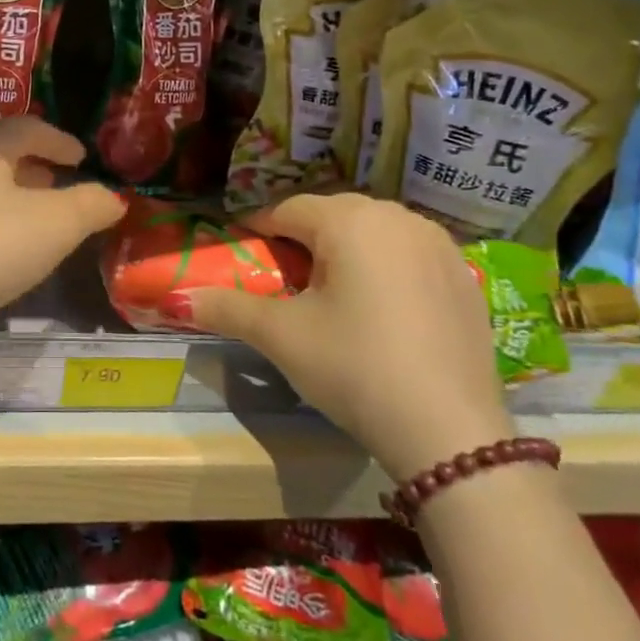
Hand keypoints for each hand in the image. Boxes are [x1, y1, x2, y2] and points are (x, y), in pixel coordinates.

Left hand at [0, 118, 125, 335]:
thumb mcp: (55, 224)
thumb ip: (90, 206)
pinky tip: (0, 252)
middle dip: (32, 167)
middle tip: (59, 183)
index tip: (82, 157)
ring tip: (35, 218)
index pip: (25, 129)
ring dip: (10, 197)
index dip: (59, 140)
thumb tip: (113, 197)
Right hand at [190, 194, 513, 480]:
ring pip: (375, 230)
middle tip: (282, 275)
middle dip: (302, 236)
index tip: (241, 251)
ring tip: (330, 290)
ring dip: (345, 247)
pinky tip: (380, 307)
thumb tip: (174, 298)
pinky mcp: (465, 277)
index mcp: (350, 222)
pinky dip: (385, 265)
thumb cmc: (354, 367)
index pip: (288, 208)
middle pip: (333, 214)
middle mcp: (399, 218)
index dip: (258, 227)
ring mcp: (440, 245)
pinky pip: (409, 253)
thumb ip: (226, 307)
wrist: (450, 432)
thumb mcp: (281, 336)